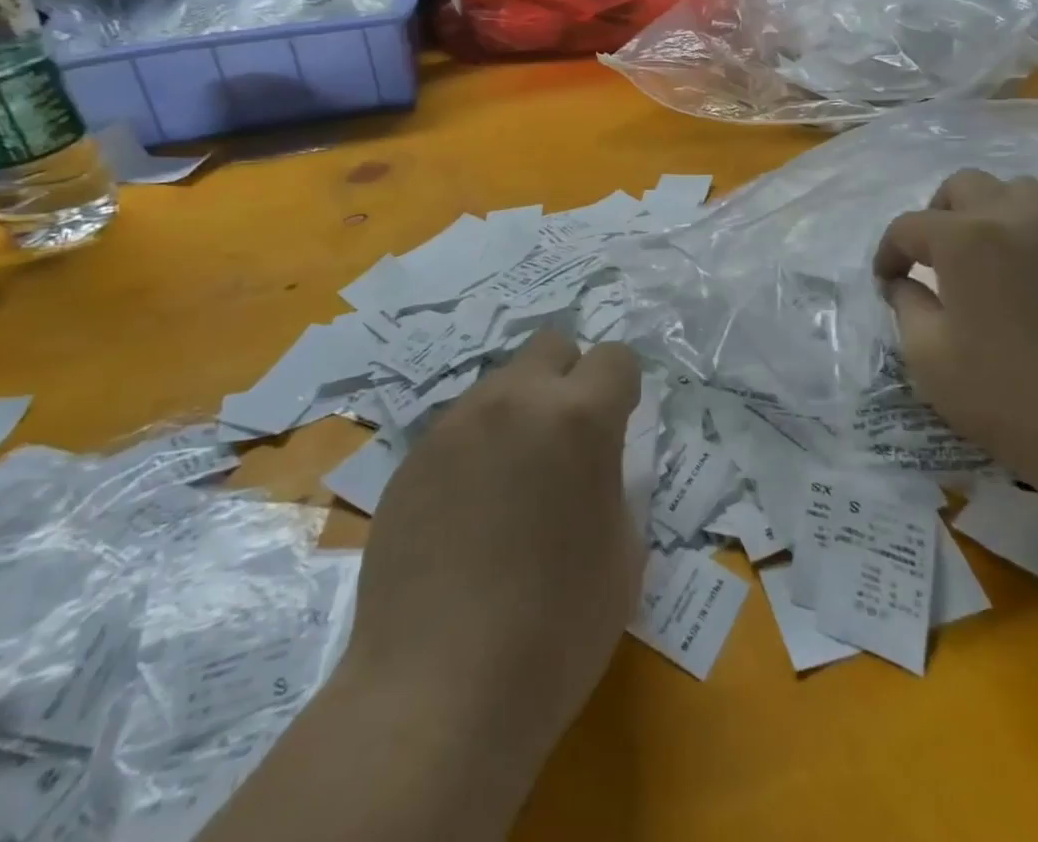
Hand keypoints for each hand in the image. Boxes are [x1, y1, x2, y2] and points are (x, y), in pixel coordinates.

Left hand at [339, 332, 641, 792]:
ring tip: (513, 480)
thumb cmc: (555, 631)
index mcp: (579, 417)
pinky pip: (460, 425)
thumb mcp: (622, 553)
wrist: (438, 692)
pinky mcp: (413, 455)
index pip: (615, 357)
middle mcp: (516, 400)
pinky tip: (469, 509)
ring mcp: (457, 423)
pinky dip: (477, 446)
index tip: (620, 423)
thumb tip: (596, 463)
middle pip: (551, 345)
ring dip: (520, 411)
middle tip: (566, 438)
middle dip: (569, 376)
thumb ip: (615, 483)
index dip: (623, 387)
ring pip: (502, 382)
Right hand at [874, 170, 1037, 498]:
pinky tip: (1020, 278)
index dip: (888, 252)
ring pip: (1015, 191)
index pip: (910, 226)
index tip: (886, 283)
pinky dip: (1023, 232)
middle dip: (935, 215)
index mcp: (966, 239)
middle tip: (929, 259)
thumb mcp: (930, 358)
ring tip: (978, 254)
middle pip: (964, 186)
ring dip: (986, 211)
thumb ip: (907, 306)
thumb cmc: (1010, 397)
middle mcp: (1015, 220)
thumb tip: (904, 283)